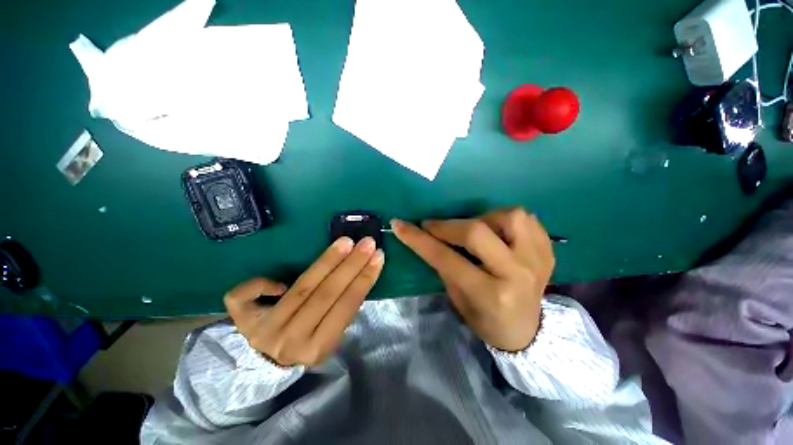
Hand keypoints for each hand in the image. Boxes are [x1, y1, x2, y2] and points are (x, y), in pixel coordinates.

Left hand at [223, 237, 383, 366]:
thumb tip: (354, 278)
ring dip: (327, 261)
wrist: (267, 364)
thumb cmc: (307, 343)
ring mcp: (263, 332)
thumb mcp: (330, 336)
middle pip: (325, 294)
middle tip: (366, 243)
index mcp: (318, 349)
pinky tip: (278, 278)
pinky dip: (260, 282)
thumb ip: (341, 311)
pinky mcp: (242, 323)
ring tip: (345, 242)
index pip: (346, 307)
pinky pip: (242, 298)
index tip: (378, 257)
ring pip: (300, 288)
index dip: (364, 280)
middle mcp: (290, 342)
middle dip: (350, 265)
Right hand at [391, 208, 553, 350]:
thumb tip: (428, 237)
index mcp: (491, 294)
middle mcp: (517, 274)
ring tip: (473, 229)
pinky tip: (496, 231)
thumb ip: (444, 266)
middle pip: (477, 232)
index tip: (400, 225)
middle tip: (432, 227)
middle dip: (447, 226)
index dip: (420, 240)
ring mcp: (537, 259)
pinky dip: (506, 219)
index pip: (447, 258)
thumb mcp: (458, 299)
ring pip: (509, 216)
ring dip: (483, 218)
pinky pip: (527, 219)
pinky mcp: (547, 251)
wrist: (528, 331)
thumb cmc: (486, 320)